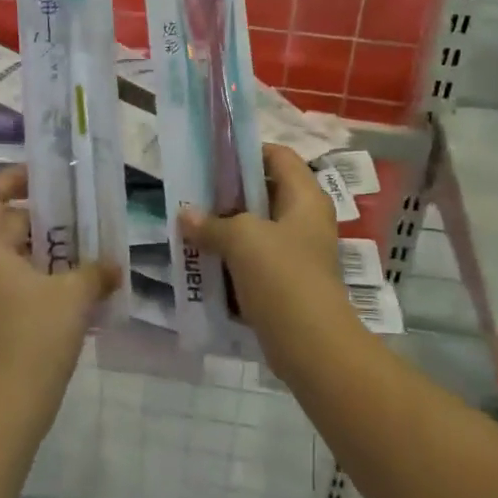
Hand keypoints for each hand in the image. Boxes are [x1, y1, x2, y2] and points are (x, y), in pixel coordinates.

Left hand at [0, 168, 120, 418]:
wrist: (6, 408)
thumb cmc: (32, 339)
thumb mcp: (72, 297)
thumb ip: (95, 272)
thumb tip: (113, 265)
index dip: (10, 180)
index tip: (44, 174)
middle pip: (11, 227)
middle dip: (47, 218)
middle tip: (85, 211)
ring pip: (23, 259)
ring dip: (54, 251)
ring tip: (93, 245)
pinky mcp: (5, 323)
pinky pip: (28, 285)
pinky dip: (53, 279)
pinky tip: (87, 287)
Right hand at [177, 145, 348, 350]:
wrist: (311, 345)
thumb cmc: (282, 276)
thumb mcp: (242, 240)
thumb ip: (212, 223)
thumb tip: (186, 215)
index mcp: (305, 197)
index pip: (278, 155)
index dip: (246, 152)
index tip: (211, 160)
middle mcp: (305, 219)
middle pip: (265, 192)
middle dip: (228, 194)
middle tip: (192, 195)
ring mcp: (297, 252)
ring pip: (256, 229)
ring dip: (226, 229)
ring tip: (190, 227)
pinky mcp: (286, 282)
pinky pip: (254, 261)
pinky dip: (231, 260)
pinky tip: (203, 262)